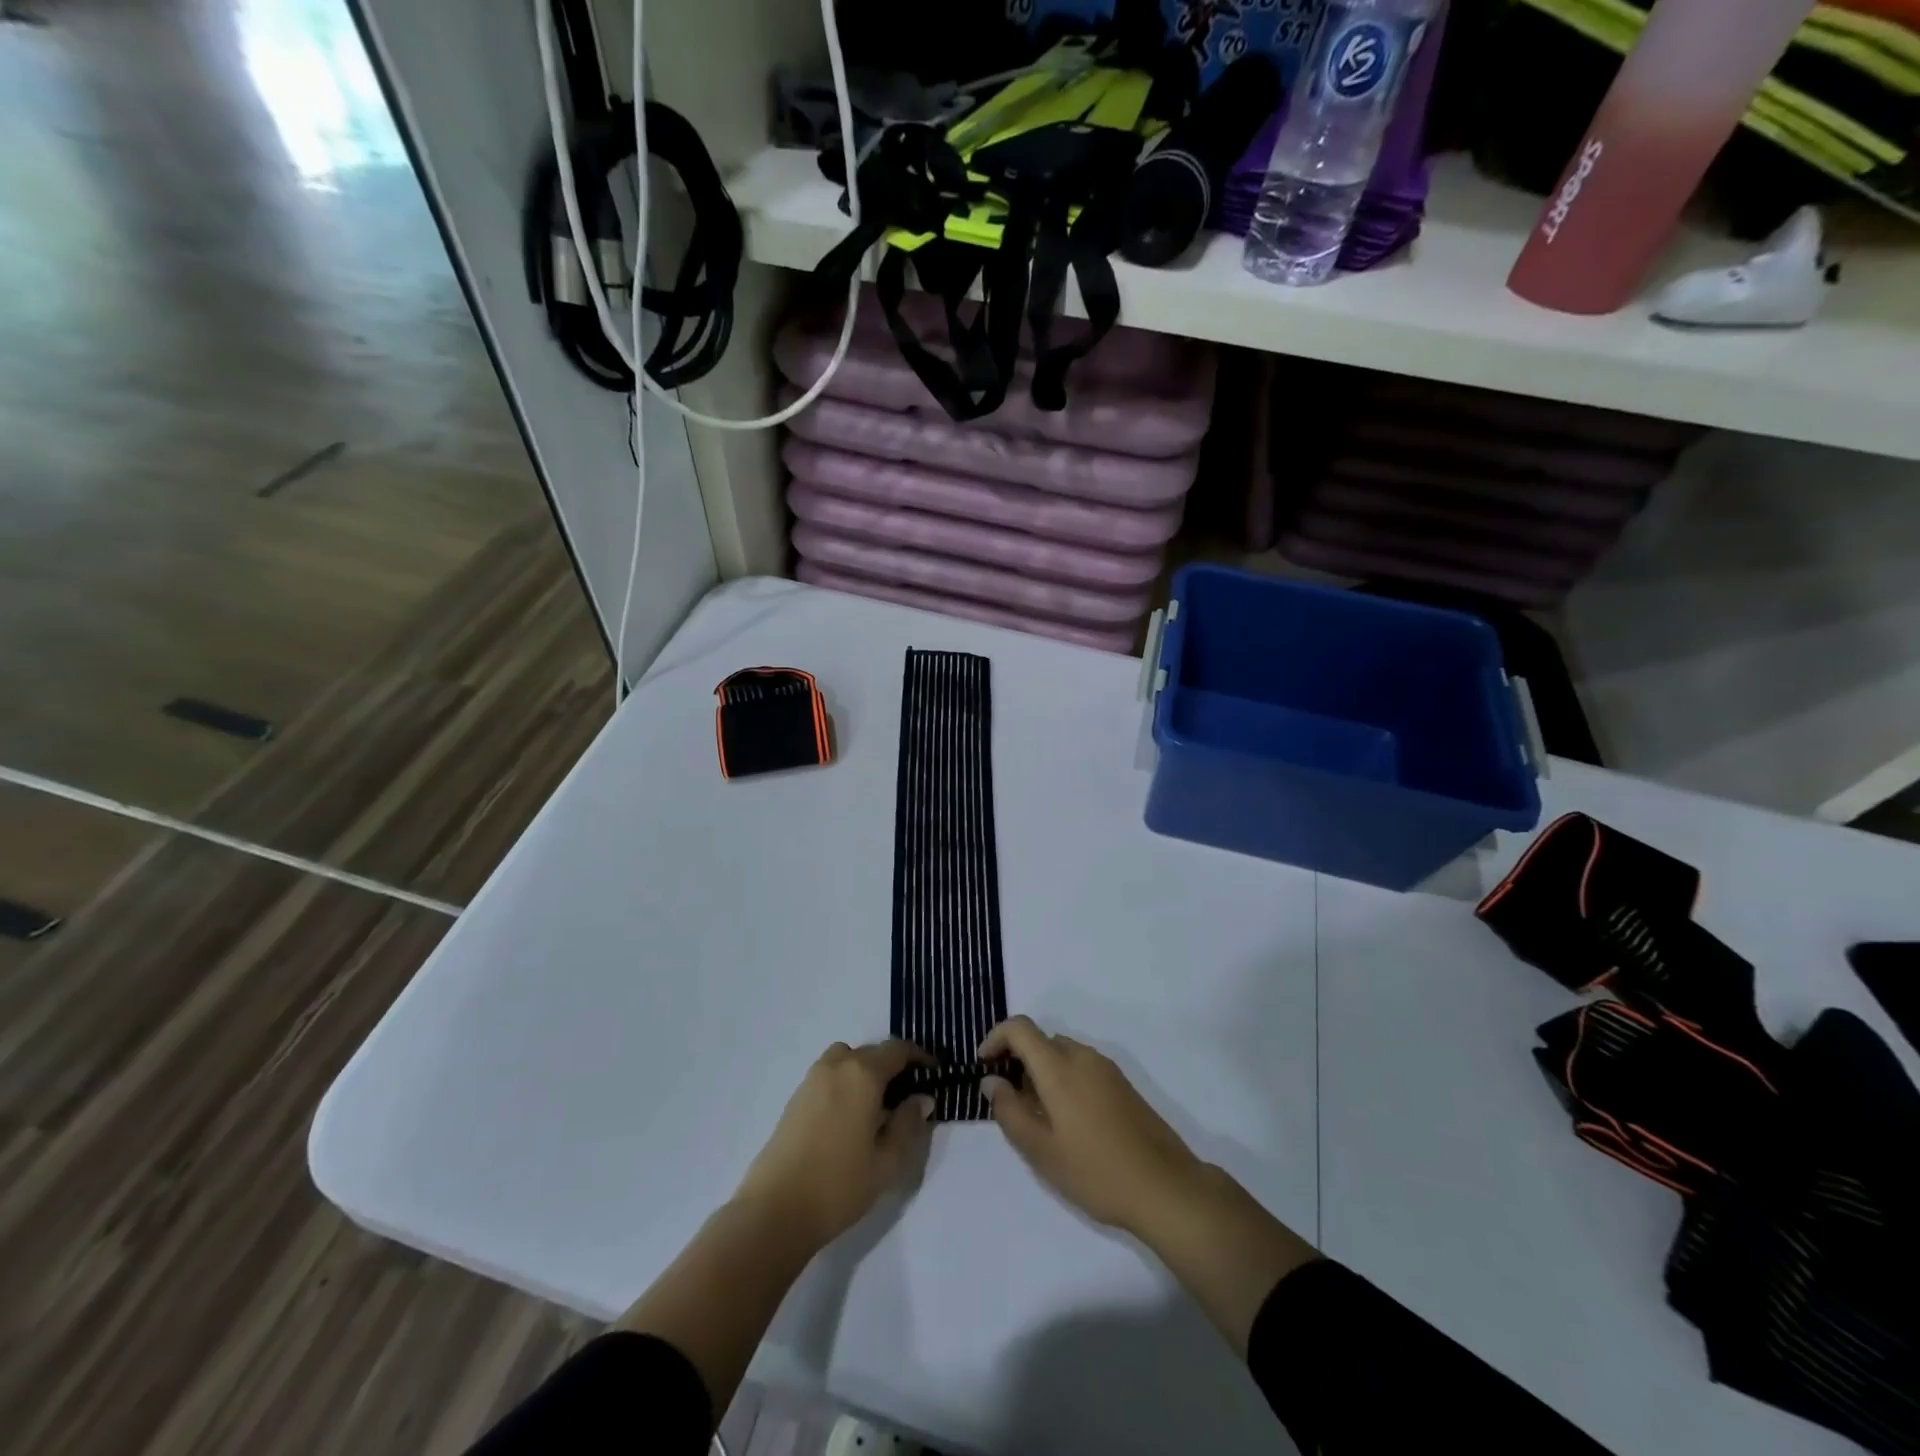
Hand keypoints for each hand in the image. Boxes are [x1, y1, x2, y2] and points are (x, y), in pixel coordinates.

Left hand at [733, 1039, 934, 1250]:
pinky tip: (849, 1116)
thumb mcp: (886, 1162)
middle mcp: (836, 1066)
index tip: (934, 1073)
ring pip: (846, 1059)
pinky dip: (845, 1082)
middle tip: (908, 1094)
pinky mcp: (795, 1098)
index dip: (919, 1057)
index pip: (897, 1050)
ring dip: (865, 1070)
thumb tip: (921, 1099)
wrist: (774, 1211)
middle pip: (871, 1052)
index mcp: (862, 1074)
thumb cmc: (838, 1185)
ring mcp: (811, 1080)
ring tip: (877, 1104)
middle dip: (893, 1065)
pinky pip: (828, 1075)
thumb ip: (908, 1125)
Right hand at [978, 1016, 1204, 1236]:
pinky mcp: (1122, 1084)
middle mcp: (1083, 1056)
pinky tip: (1068, 1121)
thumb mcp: (1041, 1150)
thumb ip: (1009, 1111)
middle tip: (1009, 1100)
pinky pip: (1082, 1067)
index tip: (983, 1065)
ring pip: (1062, 1054)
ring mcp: (1106, 1069)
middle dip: (1018, 1059)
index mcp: (1059, 1067)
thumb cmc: (1096, 1171)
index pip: (1020, 1028)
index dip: (995, 1038)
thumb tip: (991, 1081)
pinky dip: (1064, 1079)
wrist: (1165, 1187)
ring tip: (1037, 1116)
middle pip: (1041, 1040)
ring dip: (1042, 1071)